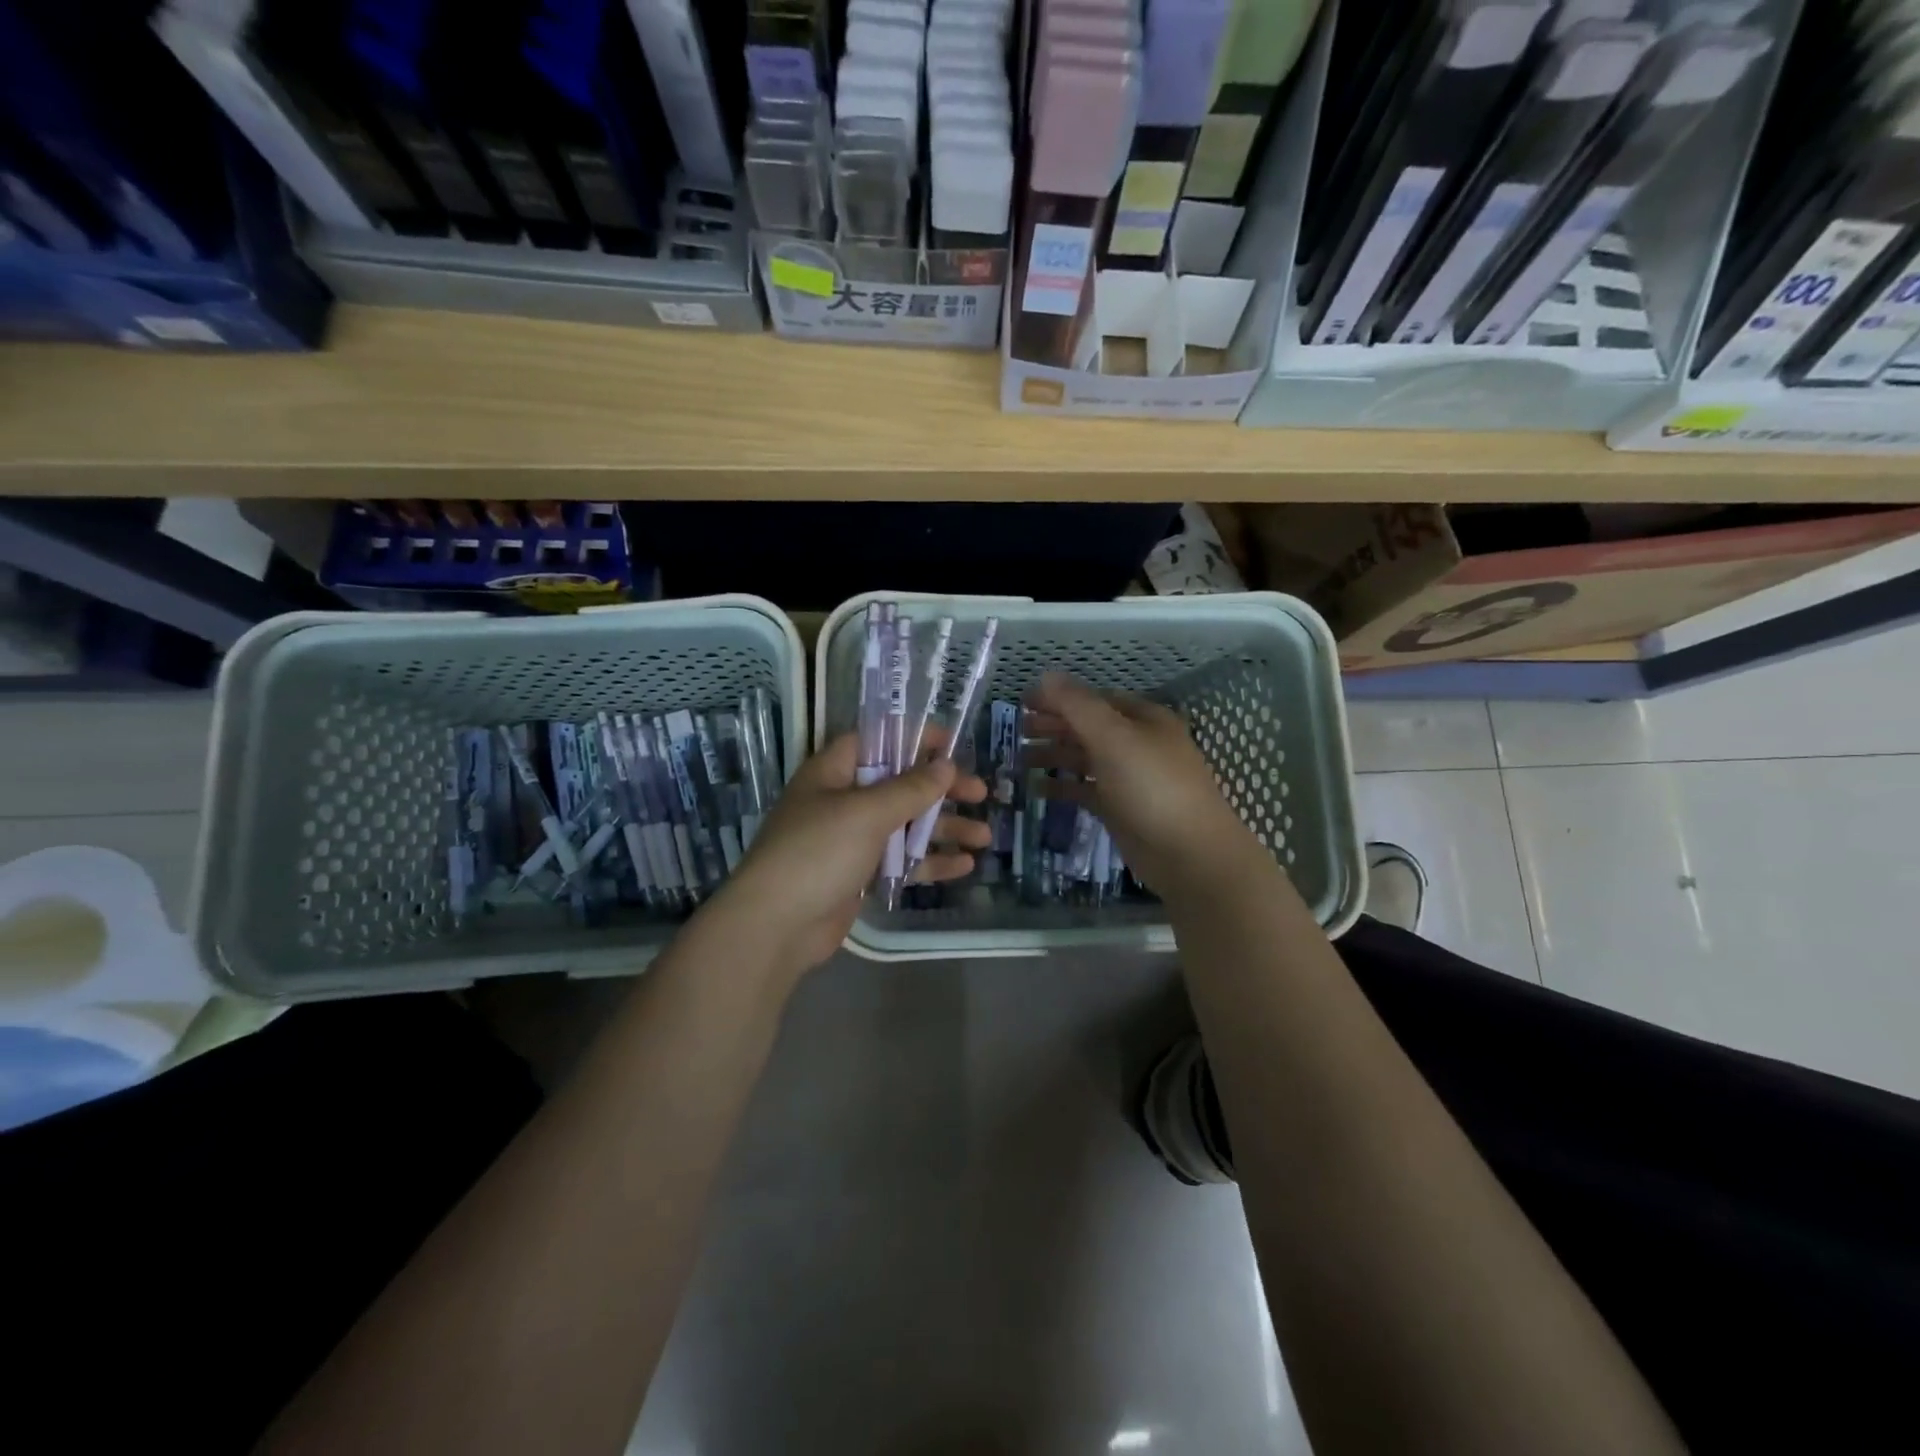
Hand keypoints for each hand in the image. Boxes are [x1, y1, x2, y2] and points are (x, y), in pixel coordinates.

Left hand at [704, 731, 990, 976]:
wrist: (775, 926)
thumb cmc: (818, 852)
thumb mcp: (867, 812)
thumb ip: (910, 788)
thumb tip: (945, 765)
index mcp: (833, 772)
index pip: (878, 740)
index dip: (915, 738)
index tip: (954, 745)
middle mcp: (842, 800)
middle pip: (900, 784)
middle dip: (941, 789)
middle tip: (981, 793)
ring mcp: (851, 840)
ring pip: (906, 825)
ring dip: (944, 828)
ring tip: (985, 836)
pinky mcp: (859, 875)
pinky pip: (901, 860)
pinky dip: (930, 861)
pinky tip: (964, 866)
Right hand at [1024, 672, 1260, 896]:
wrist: (1189, 854)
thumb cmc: (1152, 787)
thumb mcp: (1113, 738)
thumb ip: (1077, 706)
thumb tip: (1046, 675)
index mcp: (1144, 719)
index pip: (1095, 699)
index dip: (1060, 698)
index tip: (1023, 703)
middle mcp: (1138, 744)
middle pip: (1089, 727)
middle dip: (1053, 726)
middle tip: (1016, 731)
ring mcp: (1130, 778)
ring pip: (1086, 759)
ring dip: (1054, 756)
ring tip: (1019, 759)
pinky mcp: (1122, 809)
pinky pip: (1087, 790)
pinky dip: (1063, 787)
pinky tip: (1037, 789)